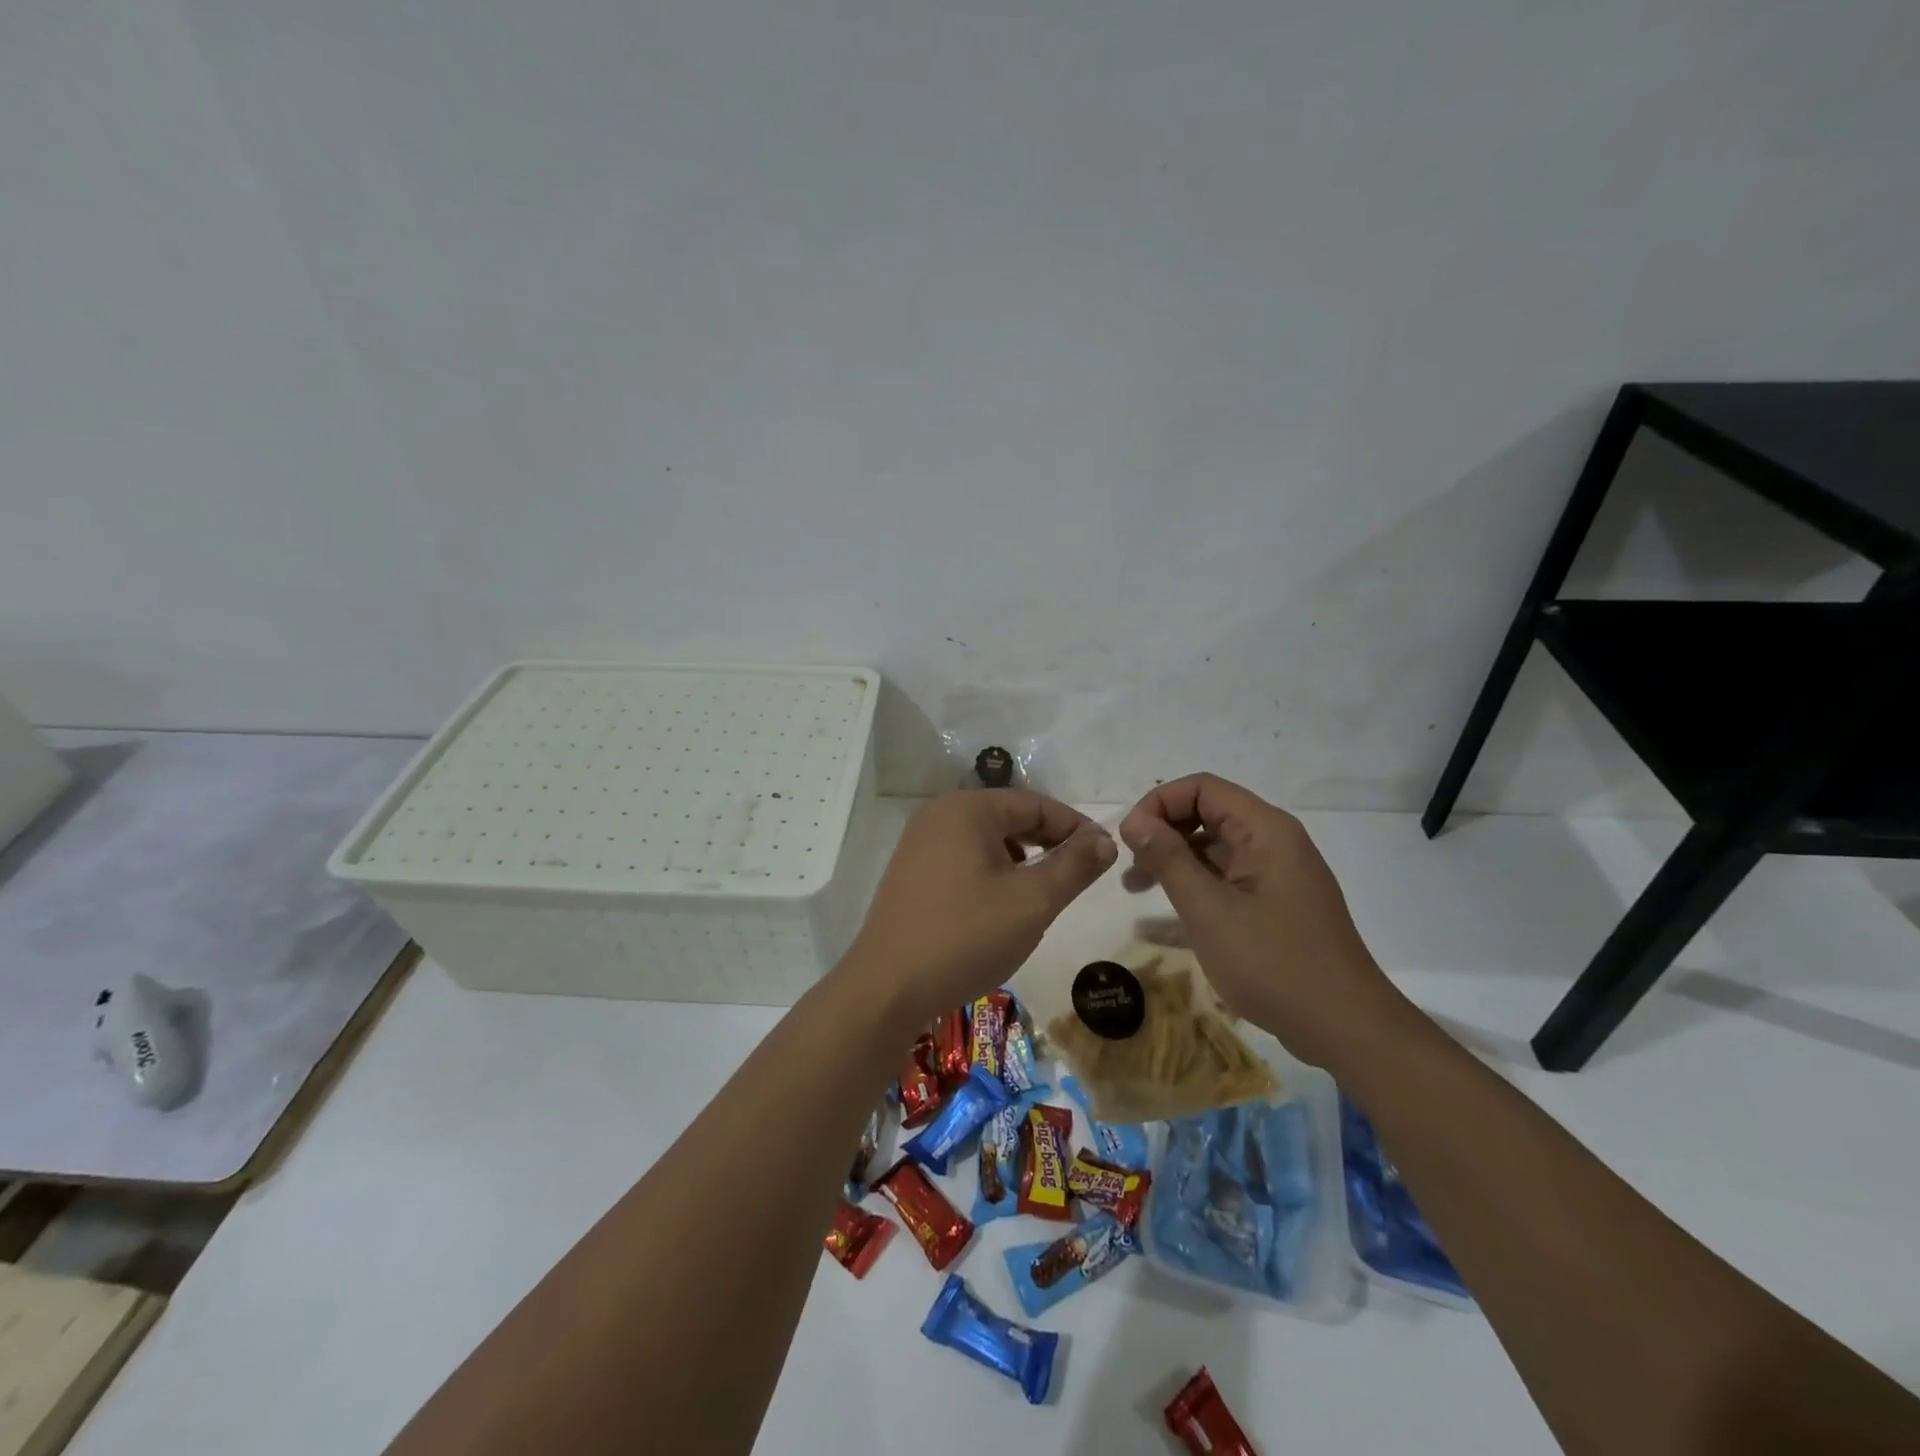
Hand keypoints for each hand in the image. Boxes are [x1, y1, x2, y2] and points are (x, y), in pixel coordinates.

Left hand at [843, 790, 1116, 1028]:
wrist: (887, 989)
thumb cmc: (965, 937)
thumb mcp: (1032, 901)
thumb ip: (1074, 866)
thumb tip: (1104, 839)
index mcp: (967, 809)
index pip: (1035, 804)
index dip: (1075, 826)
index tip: (1104, 855)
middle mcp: (938, 815)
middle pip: (1009, 818)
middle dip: (1048, 843)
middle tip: (1078, 875)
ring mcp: (919, 844)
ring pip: (987, 841)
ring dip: (1021, 860)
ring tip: (1041, 893)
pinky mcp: (910, 873)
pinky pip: (964, 859)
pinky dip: (992, 873)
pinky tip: (1001, 906)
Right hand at [1118, 773, 1408, 1069]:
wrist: (1345, 1028)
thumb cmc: (1273, 963)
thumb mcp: (1209, 910)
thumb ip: (1168, 859)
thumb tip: (1134, 820)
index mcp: (1265, 830)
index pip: (1202, 788)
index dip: (1159, 803)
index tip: (1129, 838)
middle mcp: (1274, 841)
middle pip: (1208, 813)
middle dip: (1163, 832)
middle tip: (1130, 867)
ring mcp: (1277, 874)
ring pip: (1215, 847)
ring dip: (1174, 860)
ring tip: (1137, 889)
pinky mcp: (1276, 903)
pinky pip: (1227, 877)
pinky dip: (1195, 885)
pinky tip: (1167, 915)